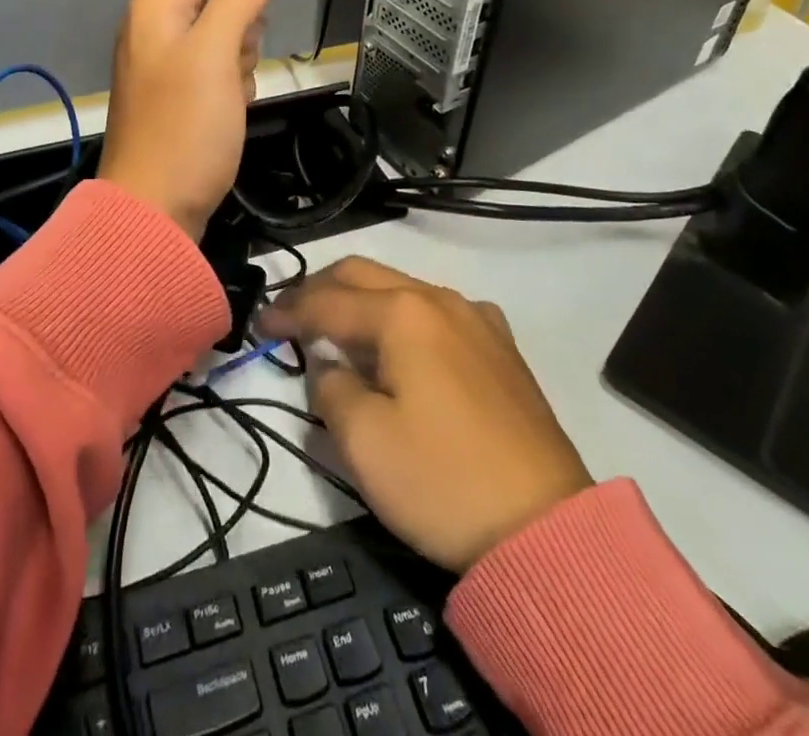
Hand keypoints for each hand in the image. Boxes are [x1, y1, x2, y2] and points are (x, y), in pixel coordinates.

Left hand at [98, 0, 304, 241]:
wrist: (154, 210)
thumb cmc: (186, 129)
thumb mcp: (216, 55)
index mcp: (158, 3)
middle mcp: (156, 21)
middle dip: (247, 13)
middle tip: (244, 53)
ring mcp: (165, 55)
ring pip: (223, 25)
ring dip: (242, 50)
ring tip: (234, 87)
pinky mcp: (178, 86)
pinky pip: (217, 60)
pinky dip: (233, 76)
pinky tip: (230, 106)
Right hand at [260, 256, 592, 572]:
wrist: (548, 531)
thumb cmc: (443, 481)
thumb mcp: (364, 442)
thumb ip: (330, 388)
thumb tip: (329, 365)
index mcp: (403, 313)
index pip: (328, 300)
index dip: (288, 310)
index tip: (260, 324)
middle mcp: (440, 299)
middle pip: (364, 276)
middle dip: (321, 290)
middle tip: (292, 317)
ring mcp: (477, 320)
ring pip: (403, 290)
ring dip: (363, 304)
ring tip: (339, 335)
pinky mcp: (502, 348)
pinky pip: (437, 314)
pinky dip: (403, 320)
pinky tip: (401, 351)